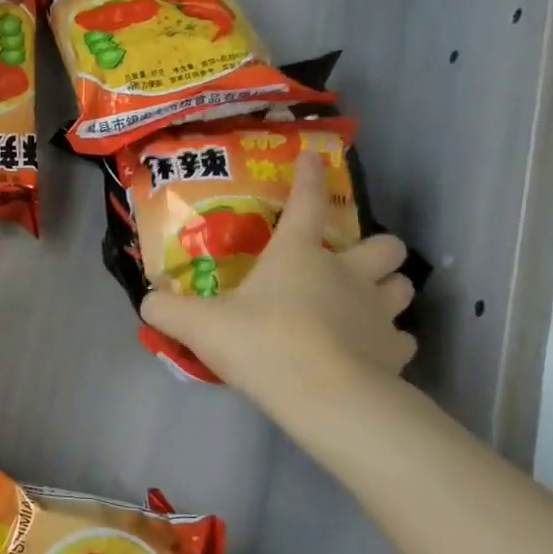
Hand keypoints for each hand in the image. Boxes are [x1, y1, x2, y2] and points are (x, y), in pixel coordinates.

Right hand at [141, 151, 416, 420]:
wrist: (325, 397)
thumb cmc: (262, 343)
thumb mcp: (199, 325)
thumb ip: (168, 310)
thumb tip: (149, 301)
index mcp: (300, 255)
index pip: (308, 202)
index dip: (310, 176)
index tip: (312, 156)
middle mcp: (348, 274)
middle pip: (385, 245)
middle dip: (375, 248)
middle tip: (349, 263)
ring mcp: (378, 313)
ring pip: (403, 286)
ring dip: (387, 289)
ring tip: (364, 303)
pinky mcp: (394, 352)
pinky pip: (401, 337)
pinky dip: (387, 340)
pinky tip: (368, 350)